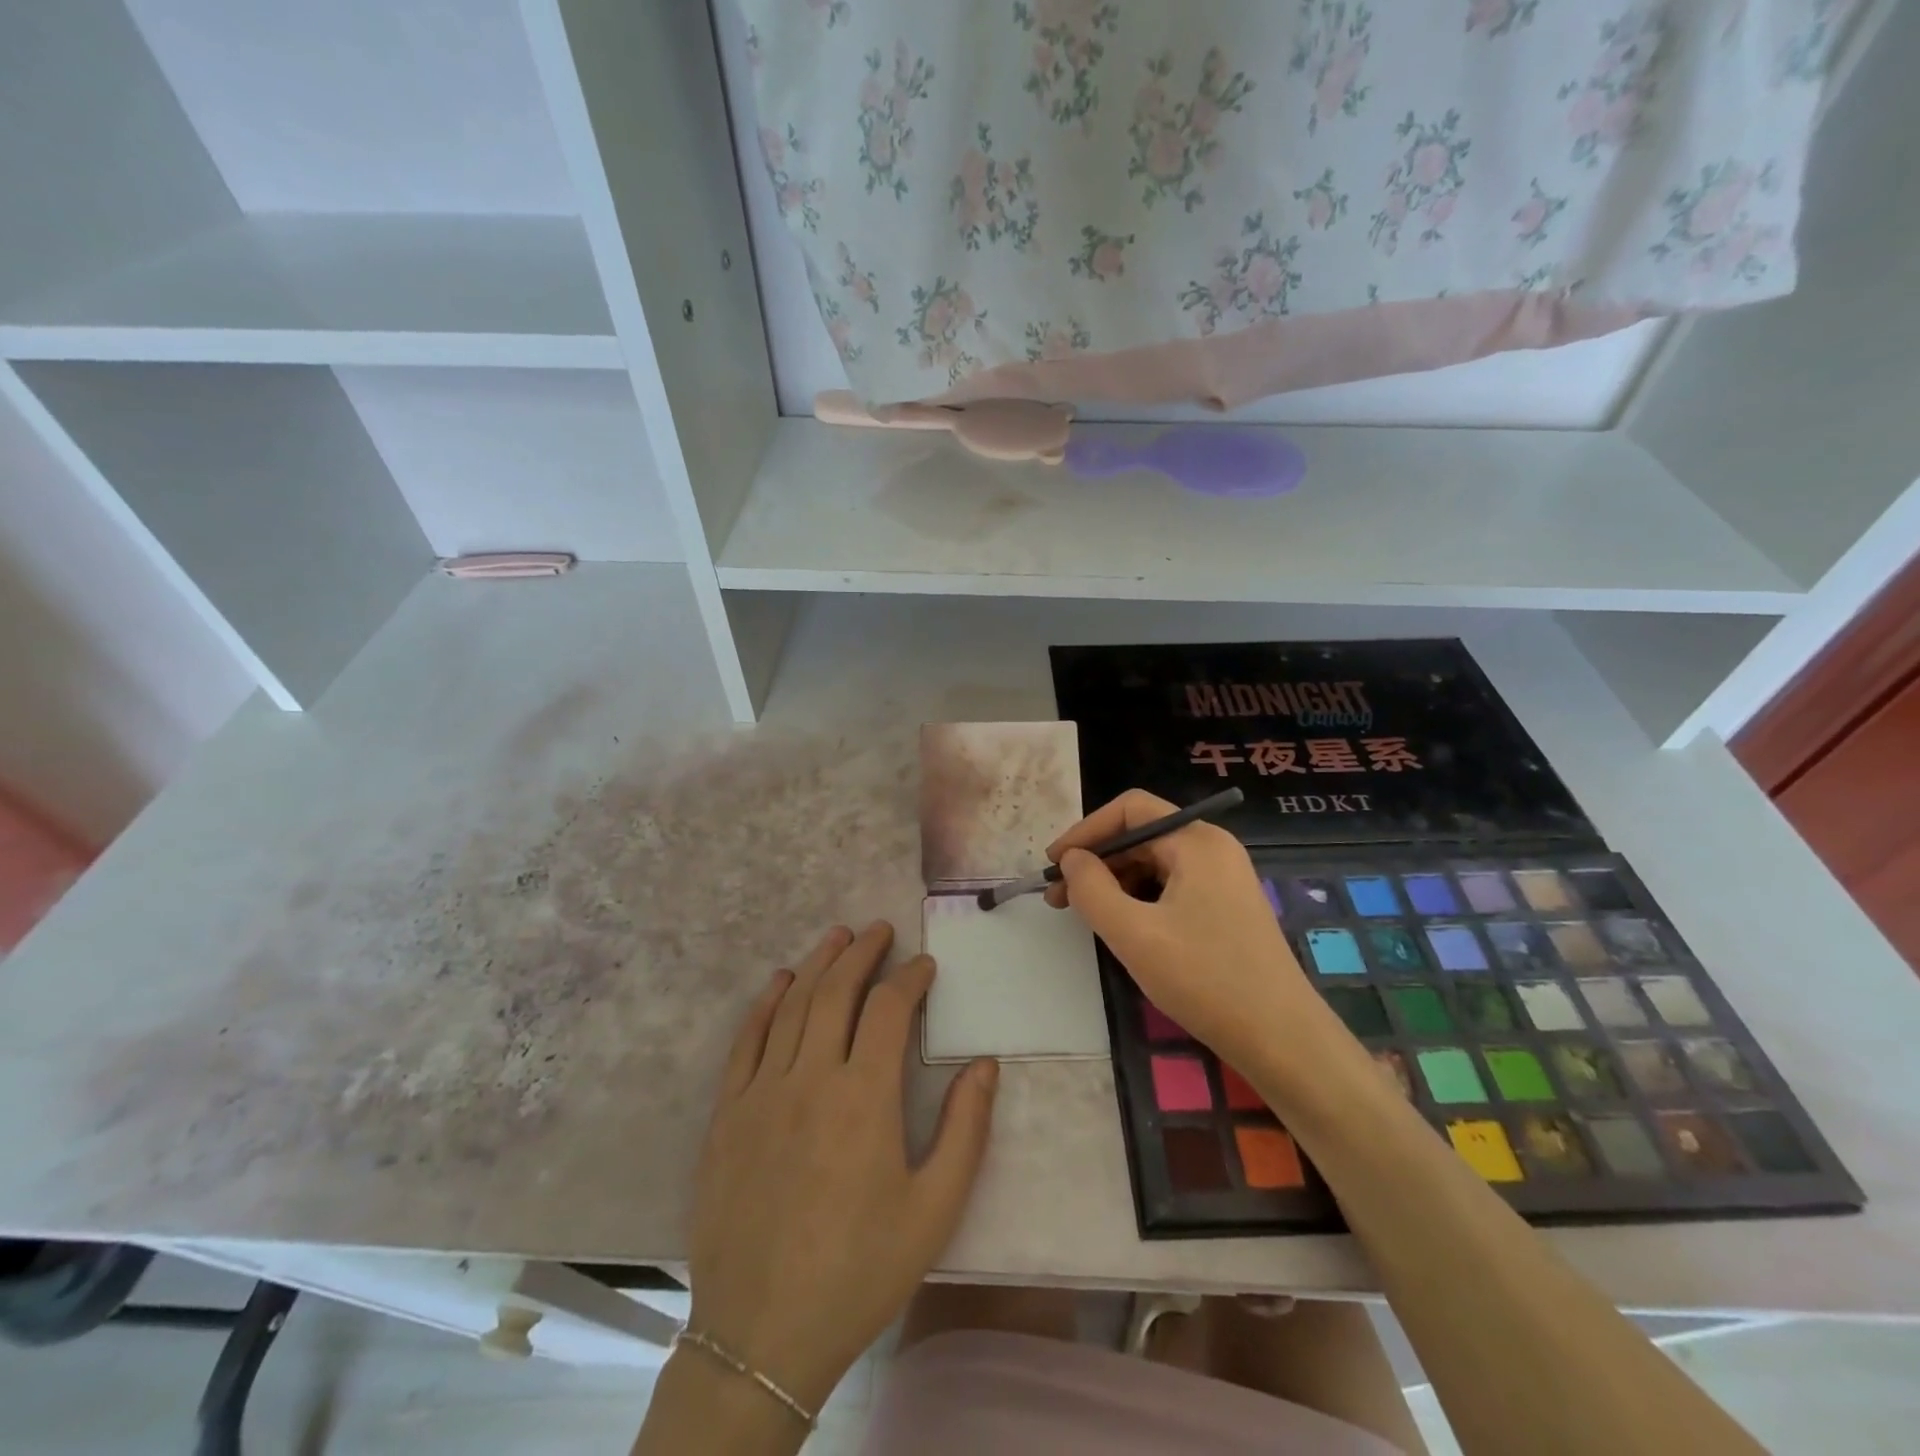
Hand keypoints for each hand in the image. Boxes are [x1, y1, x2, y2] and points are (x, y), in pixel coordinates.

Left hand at [685, 922, 998, 1412]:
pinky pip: (746, 1041)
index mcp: (864, 1097)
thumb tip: (984, 1063)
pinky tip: (780, 983)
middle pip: (836, 991)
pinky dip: (766, 1004)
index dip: (909, 978)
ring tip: (838, 936)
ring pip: (792, 1005)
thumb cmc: (860, 1270)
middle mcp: (810, 1077)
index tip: (925, 965)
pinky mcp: (727, 1114)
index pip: (888, 1009)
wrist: (762, 1335)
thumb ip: (965, 1129)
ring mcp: (762, 1092)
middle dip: (861, 953)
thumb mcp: (934, 1209)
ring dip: (818, 964)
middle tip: (880, 930)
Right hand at [1044, 790, 1322, 1071]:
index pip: (1130, 810)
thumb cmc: (1205, 980)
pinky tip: (1121, 925)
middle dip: (1097, 861)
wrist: (1281, 1039)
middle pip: (1141, 835)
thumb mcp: (1133, 934)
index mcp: (1197, 841)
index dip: (1085, 831)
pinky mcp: (1225, 906)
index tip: (1053, 864)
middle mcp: (1213, 848)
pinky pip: (1170, 886)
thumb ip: (1091, 889)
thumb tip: (1072, 860)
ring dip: (1114, 882)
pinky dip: (1138, 898)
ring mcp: (1223, 877)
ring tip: (1085, 914)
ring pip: (1154, 863)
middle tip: (1059, 897)